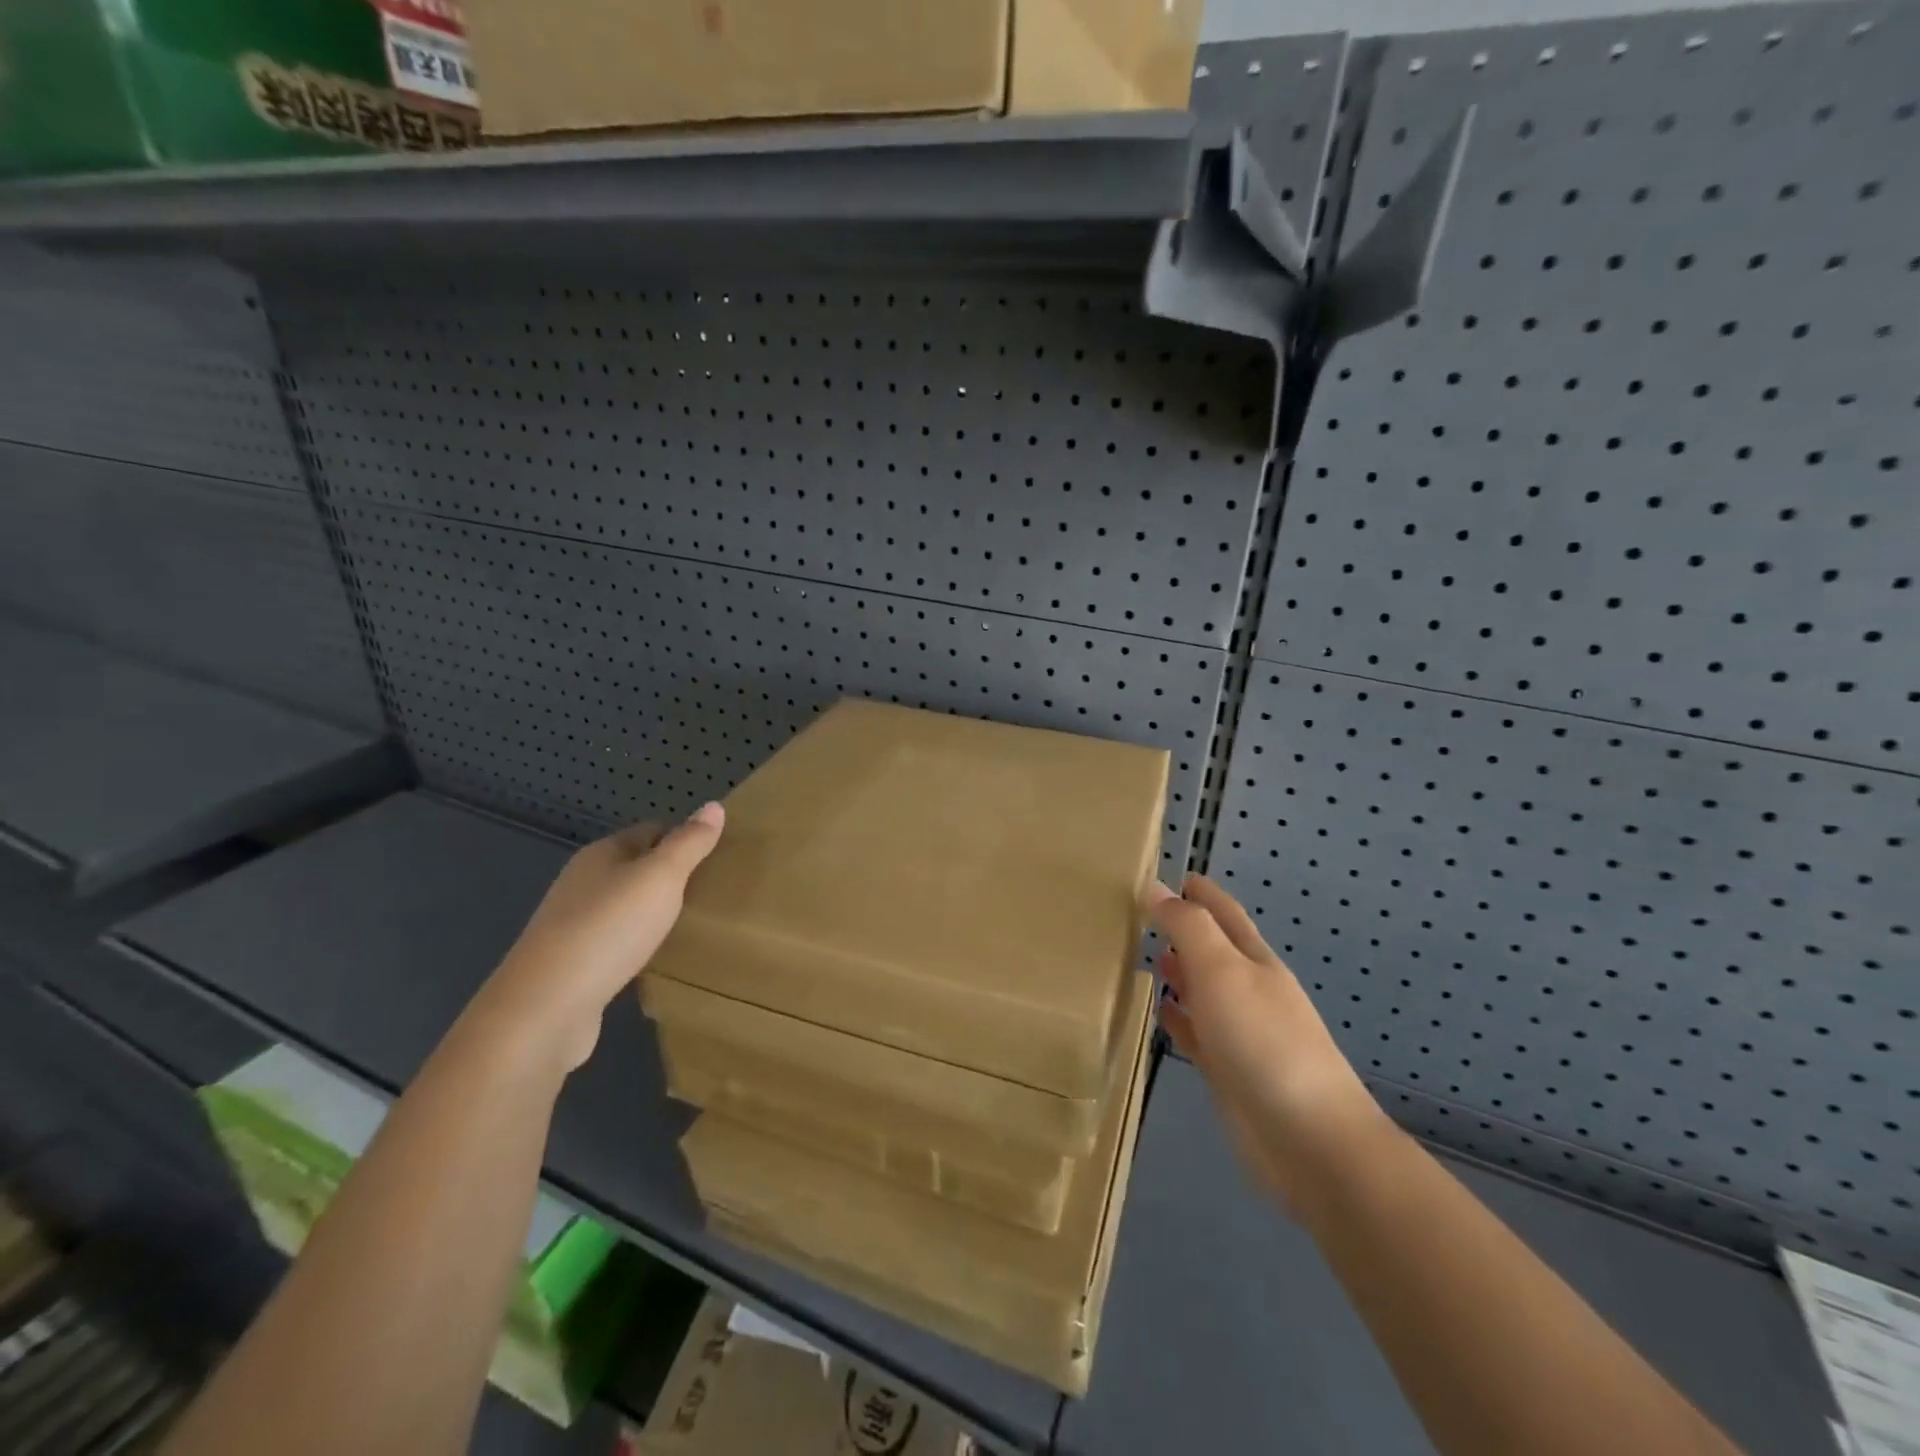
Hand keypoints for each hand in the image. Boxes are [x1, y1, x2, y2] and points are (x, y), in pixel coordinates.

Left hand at [476, 803, 725, 1072]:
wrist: (546, 1008)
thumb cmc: (609, 929)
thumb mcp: (661, 877)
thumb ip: (690, 843)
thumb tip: (714, 805)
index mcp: (601, 855)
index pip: (652, 831)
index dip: (685, 839)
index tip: (720, 857)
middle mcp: (582, 883)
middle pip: (636, 868)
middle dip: (671, 877)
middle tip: (713, 892)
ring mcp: (573, 926)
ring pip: (624, 907)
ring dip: (653, 913)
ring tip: (692, 925)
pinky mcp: (572, 966)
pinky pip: (614, 944)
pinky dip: (637, 946)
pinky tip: (656, 960)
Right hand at [1148, 874, 1389, 1202]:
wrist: (1309, 1141)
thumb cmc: (1264, 1042)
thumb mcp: (1222, 970)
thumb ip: (1187, 927)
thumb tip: (1155, 888)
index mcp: (1254, 960)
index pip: (1224, 913)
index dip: (1200, 892)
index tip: (1169, 874)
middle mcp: (1249, 991)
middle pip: (1213, 950)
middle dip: (1184, 929)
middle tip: (1141, 915)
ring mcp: (1241, 1033)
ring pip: (1204, 990)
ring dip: (1179, 971)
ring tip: (1144, 956)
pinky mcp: (1229, 1071)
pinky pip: (1198, 1032)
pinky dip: (1179, 1017)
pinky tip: (1160, 1012)